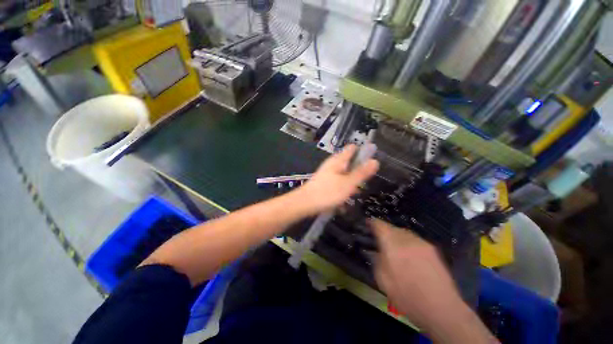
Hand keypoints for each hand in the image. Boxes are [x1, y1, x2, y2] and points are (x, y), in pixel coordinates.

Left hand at [295, 145, 378, 214]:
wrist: (305, 203)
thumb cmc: (328, 192)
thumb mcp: (348, 183)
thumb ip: (361, 172)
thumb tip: (375, 160)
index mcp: (338, 160)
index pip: (352, 148)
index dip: (363, 150)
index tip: (373, 157)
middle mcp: (332, 164)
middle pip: (349, 161)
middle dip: (359, 168)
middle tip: (367, 178)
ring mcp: (328, 173)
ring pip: (344, 172)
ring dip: (352, 179)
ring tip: (358, 189)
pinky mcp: (325, 182)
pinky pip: (339, 181)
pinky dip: (344, 186)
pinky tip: (347, 195)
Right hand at [371, 219, 495, 342]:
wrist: (442, 309)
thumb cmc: (407, 297)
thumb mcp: (383, 280)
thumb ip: (376, 260)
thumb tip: (374, 250)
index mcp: (393, 245)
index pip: (379, 225)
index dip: (371, 222)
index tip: (367, 224)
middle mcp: (407, 239)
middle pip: (391, 227)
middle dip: (384, 230)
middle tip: (379, 239)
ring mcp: (421, 242)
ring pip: (403, 232)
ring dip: (395, 235)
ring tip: (394, 247)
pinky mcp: (432, 248)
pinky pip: (414, 239)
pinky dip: (407, 241)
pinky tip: (408, 254)